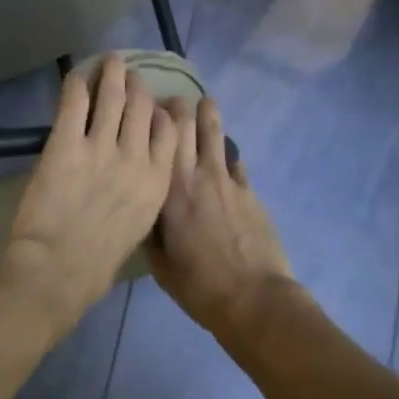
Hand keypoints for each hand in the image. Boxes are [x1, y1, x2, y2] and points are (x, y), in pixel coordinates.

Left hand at [2, 55, 178, 336]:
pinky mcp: (66, 143)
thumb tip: (132, 176)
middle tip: (130, 74)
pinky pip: (75, 102)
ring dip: (112, 73)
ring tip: (111, 60)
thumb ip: (140, 194)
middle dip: (138, 85)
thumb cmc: (97, 261)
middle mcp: (136, 157)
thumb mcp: (137, 227)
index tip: (157, 102)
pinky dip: (78, 83)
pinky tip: (78, 73)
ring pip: (113, 96)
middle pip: (143, 107)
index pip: (169, 131)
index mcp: (157, 182)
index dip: (162, 110)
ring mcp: (101, 148)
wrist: (59, 269)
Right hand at [150, 96, 301, 340]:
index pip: (157, 139)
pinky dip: (228, 152)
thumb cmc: (200, 286)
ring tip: (205, 102)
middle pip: (188, 127)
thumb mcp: (160, 266)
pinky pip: (236, 162)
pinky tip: (226, 151)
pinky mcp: (250, 193)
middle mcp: (196, 176)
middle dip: (179, 107)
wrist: (254, 299)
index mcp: (168, 192)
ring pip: (216, 136)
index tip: (143, 108)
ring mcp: (227, 181)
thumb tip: (143, 215)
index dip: (151, 118)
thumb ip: (150, 233)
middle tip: (171, 100)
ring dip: (209, 116)